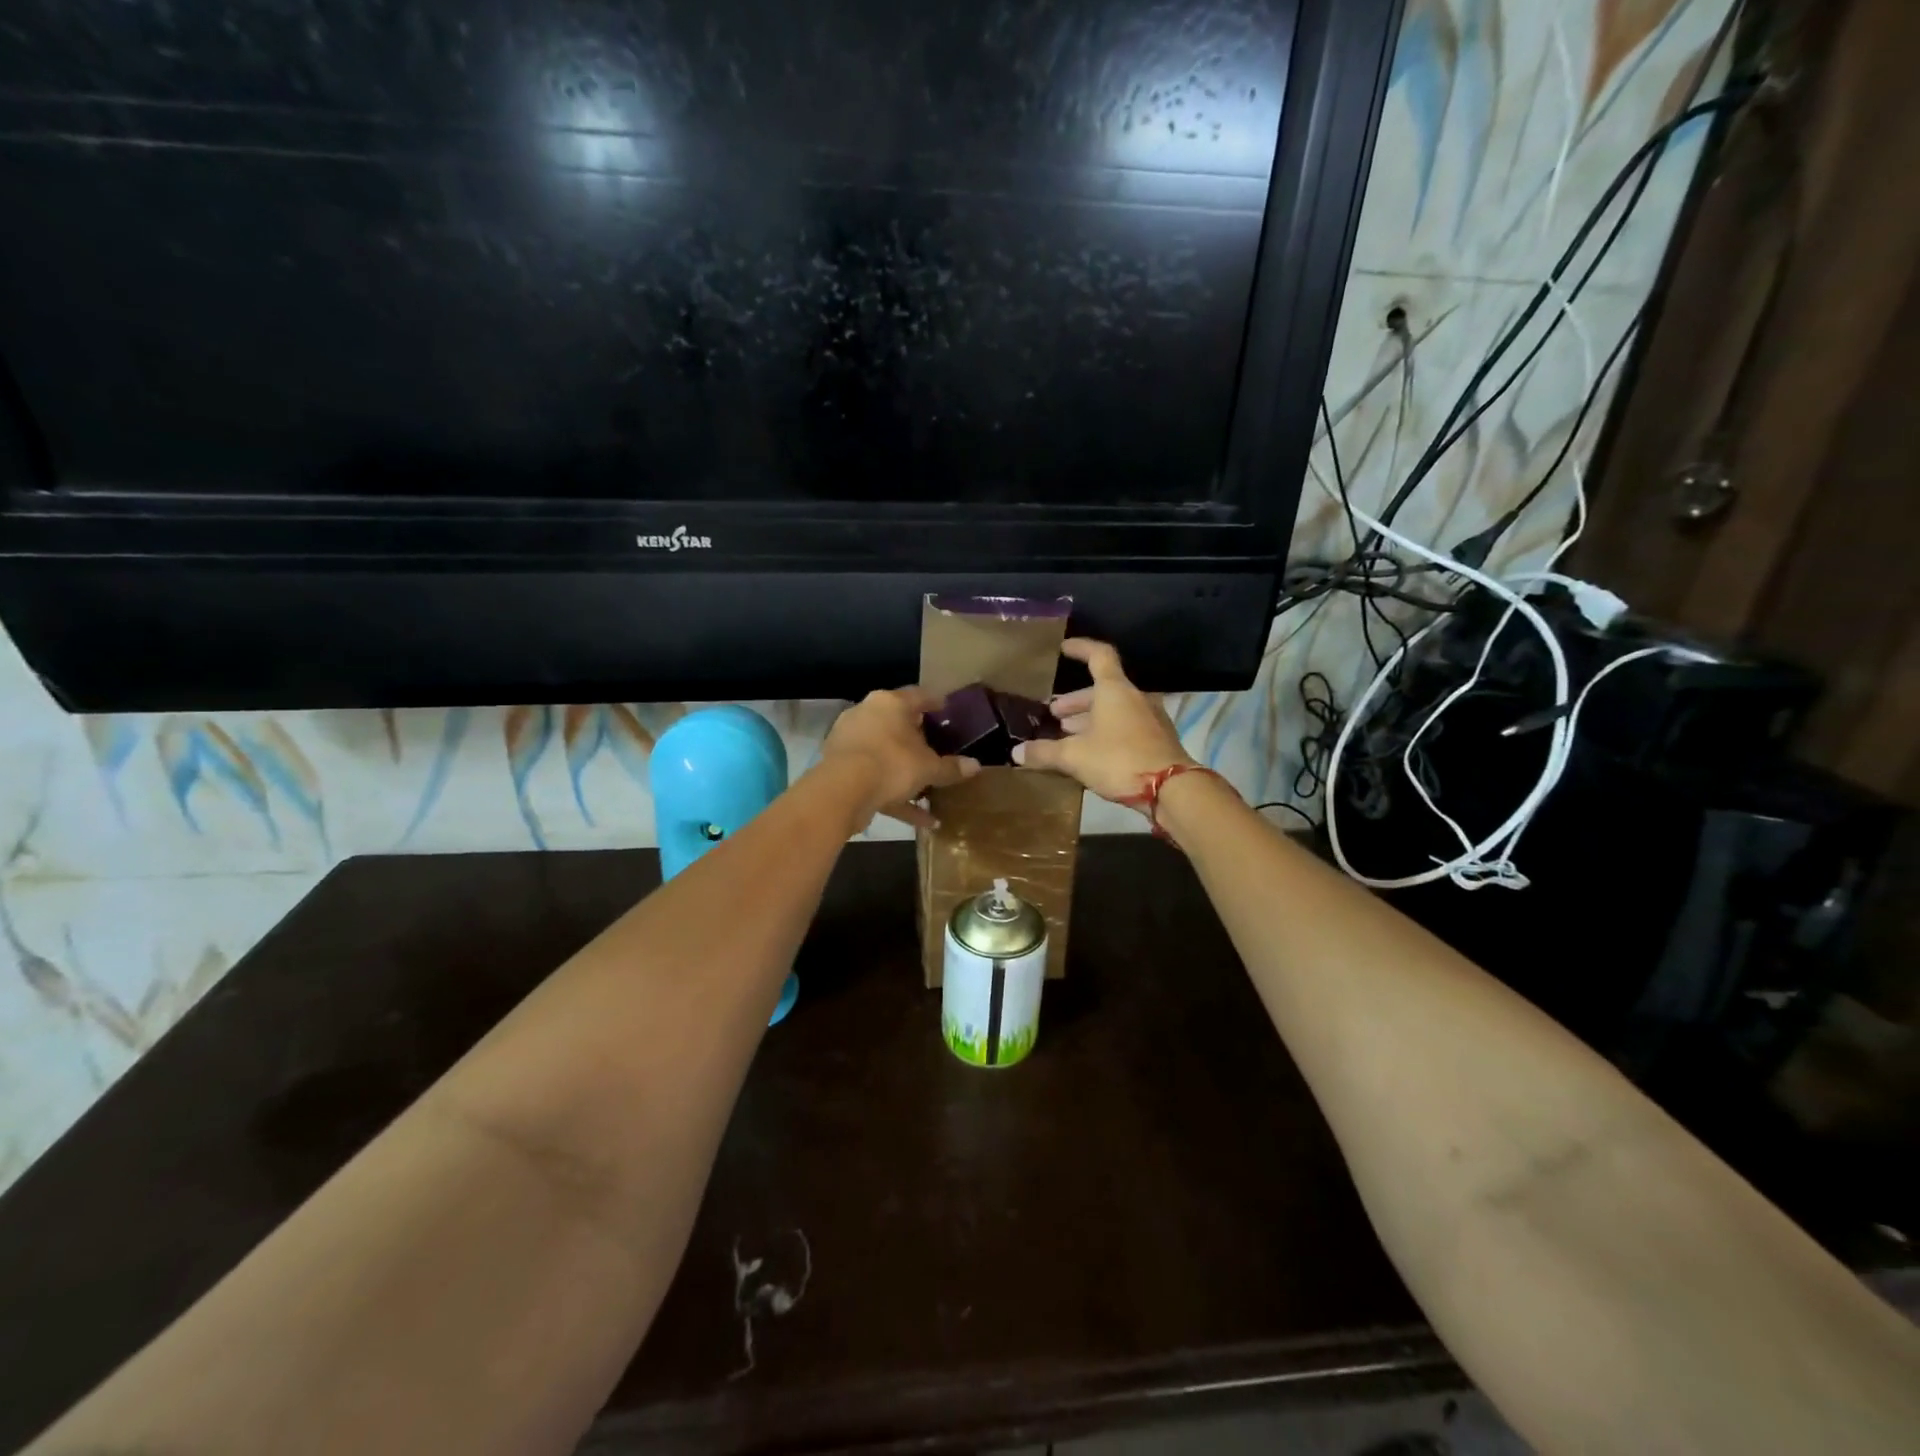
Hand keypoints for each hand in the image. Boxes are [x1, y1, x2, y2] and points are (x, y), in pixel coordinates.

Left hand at [820, 688, 979, 829]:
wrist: (842, 791)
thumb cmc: (892, 764)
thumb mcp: (929, 768)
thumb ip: (951, 767)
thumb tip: (976, 766)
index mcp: (889, 704)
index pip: (918, 696)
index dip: (935, 702)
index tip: (946, 709)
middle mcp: (867, 715)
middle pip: (896, 723)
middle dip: (916, 738)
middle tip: (936, 747)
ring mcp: (850, 741)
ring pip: (884, 753)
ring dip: (905, 772)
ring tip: (929, 790)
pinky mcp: (840, 768)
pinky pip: (874, 778)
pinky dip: (895, 796)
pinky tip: (921, 820)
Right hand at [1012, 639, 1194, 804]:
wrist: (1173, 789)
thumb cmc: (1120, 760)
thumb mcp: (1075, 757)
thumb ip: (1044, 753)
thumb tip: (1016, 753)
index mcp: (1115, 691)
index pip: (1099, 655)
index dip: (1081, 649)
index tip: (1063, 649)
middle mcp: (1135, 698)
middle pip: (1103, 690)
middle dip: (1076, 702)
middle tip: (1054, 714)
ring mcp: (1150, 720)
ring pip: (1114, 711)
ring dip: (1090, 720)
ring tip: (1068, 735)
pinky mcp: (1157, 741)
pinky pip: (1126, 728)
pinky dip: (1106, 734)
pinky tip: (1091, 754)